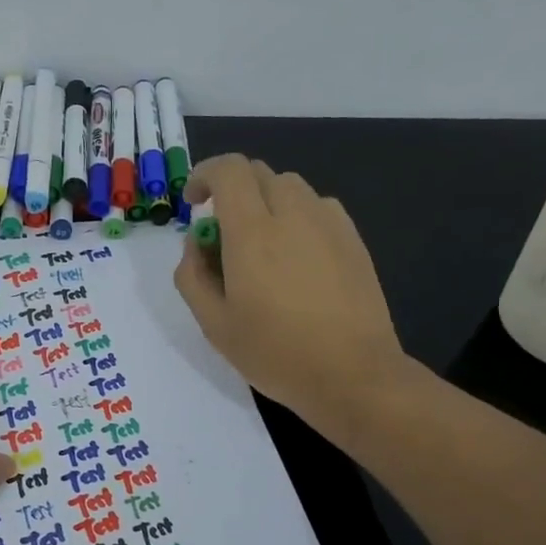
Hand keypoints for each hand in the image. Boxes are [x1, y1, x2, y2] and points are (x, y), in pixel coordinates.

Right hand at [175, 154, 409, 443]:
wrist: (352, 374)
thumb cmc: (275, 353)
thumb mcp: (214, 324)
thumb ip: (192, 275)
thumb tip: (197, 241)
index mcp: (253, 232)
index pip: (229, 170)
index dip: (204, 174)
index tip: (194, 203)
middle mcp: (293, 214)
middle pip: (258, 173)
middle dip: (232, 189)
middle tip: (222, 231)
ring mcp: (329, 224)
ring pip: (290, 186)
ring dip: (265, 200)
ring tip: (260, 243)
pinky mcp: (353, 239)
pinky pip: (318, 206)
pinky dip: (296, 215)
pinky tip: (296, 255)